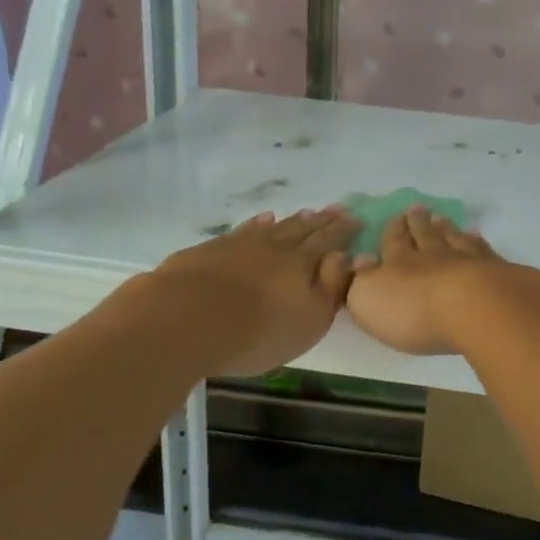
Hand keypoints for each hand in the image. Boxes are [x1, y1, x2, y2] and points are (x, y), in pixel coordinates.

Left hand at [133, 207, 358, 377]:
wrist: (184, 320)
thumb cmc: (257, 331)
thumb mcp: (309, 320)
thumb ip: (331, 288)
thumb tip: (346, 257)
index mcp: (301, 264)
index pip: (328, 242)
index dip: (342, 231)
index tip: (355, 218)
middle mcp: (273, 247)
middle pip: (302, 230)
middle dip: (321, 220)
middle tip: (336, 208)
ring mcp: (239, 245)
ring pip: (272, 227)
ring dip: (291, 220)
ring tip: (304, 212)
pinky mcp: (209, 251)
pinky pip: (242, 230)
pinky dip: (255, 224)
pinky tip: (259, 221)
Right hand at [345, 206, 539, 355]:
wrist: (474, 309)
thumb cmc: (413, 311)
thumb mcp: (369, 300)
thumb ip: (361, 281)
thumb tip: (360, 260)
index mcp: (399, 263)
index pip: (393, 242)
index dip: (393, 231)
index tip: (395, 217)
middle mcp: (433, 256)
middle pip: (425, 235)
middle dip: (418, 223)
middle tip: (417, 208)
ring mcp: (467, 261)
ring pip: (454, 239)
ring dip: (446, 228)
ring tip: (442, 217)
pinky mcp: (497, 272)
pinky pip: (484, 251)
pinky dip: (479, 242)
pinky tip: (478, 236)